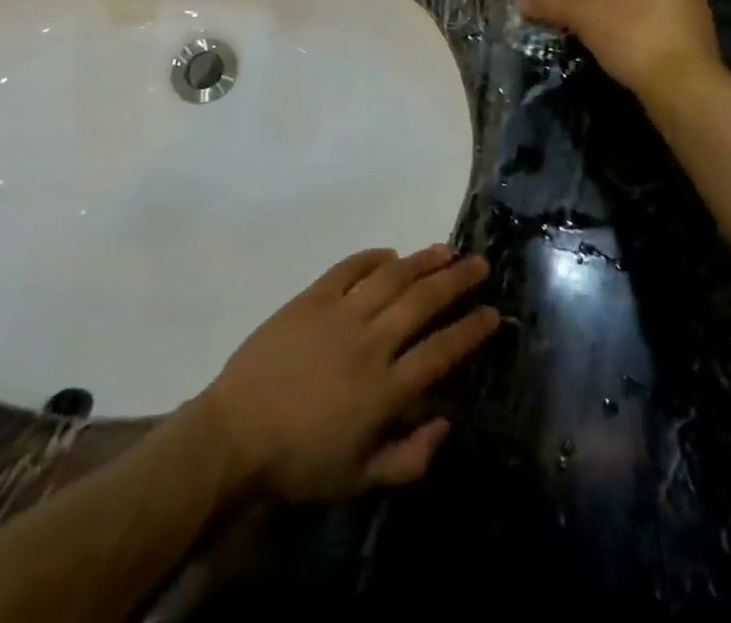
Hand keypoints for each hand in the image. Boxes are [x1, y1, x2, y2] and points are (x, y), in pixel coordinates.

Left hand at [200, 245, 498, 503]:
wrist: (237, 433)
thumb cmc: (300, 462)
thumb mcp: (359, 479)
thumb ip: (409, 458)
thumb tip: (446, 423)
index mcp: (385, 389)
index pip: (440, 352)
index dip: (470, 331)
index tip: (493, 313)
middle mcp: (370, 342)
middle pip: (422, 302)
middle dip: (456, 282)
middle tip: (479, 264)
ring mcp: (340, 314)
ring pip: (391, 277)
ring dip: (422, 261)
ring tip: (445, 250)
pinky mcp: (312, 297)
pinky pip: (349, 267)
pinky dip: (372, 257)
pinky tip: (390, 253)